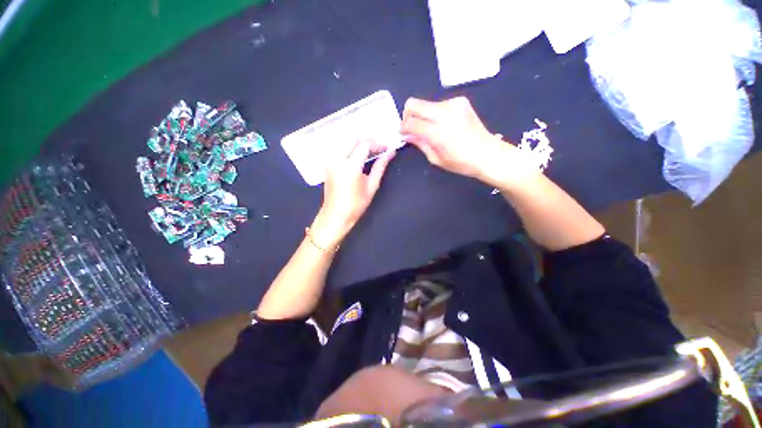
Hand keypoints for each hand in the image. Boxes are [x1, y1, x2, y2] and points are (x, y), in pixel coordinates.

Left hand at [311, 140, 395, 248]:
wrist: (335, 216)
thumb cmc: (356, 205)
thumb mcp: (371, 186)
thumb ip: (380, 167)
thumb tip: (390, 153)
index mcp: (350, 166)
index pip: (364, 145)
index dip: (377, 144)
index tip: (387, 147)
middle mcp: (337, 159)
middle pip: (353, 139)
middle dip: (369, 139)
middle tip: (381, 146)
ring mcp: (330, 161)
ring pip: (345, 141)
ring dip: (360, 142)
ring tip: (372, 149)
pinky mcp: (328, 164)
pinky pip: (340, 148)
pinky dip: (351, 146)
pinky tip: (360, 153)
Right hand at [401, 97, 536, 188]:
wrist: (488, 154)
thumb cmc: (461, 162)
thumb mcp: (436, 159)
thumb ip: (420, 144)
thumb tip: (408, 136)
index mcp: (437, 131)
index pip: (410, 122)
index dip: (403, 128)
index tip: (403, 134)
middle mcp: (443, 113)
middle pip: (413, 104)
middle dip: (407, 115)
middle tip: (410, 128)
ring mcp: (453, 104)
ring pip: (426, 103)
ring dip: (423, 115)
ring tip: (430, 129)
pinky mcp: (461, 101)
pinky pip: (440, 104)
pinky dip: (436, 113)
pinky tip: (443, 124)